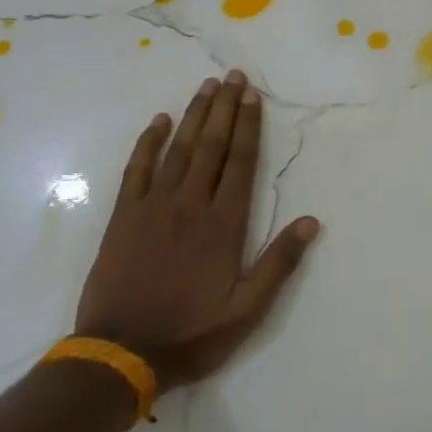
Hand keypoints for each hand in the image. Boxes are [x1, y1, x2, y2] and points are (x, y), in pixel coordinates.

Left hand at [76, 70, 320, 388]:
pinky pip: (137, 169)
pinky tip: (158, 121)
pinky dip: (148, 142)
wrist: (119, 355)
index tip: (252, 96)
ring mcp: (153, 206)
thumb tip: (311, 221)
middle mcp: (191, 204)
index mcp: (224, 224)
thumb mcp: (247, 310)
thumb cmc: (190, 334)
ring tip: (206, 86)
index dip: (248, 126)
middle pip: (211, 146)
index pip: (241, 162)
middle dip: (224, 108)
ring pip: (178, 149)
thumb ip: (279, 263)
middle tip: (233, 76)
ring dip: (194, 115)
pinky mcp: (124, 216)